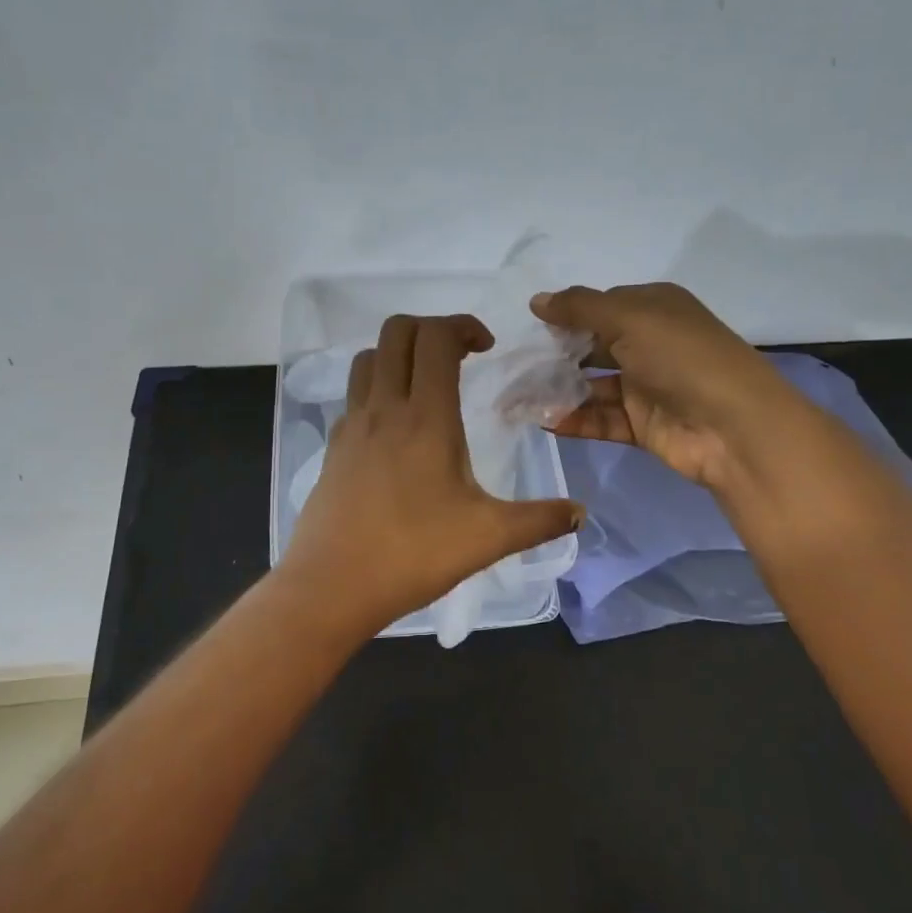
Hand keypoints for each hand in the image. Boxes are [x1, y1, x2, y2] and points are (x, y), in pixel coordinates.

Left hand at [278, 314, 584, 630]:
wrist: (331, 587)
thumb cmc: (412, 554)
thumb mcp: (488, 538)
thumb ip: (539, 520)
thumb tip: (580, 513)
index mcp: (425, 418)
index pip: (436, 337)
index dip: (463, 325)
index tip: (487, 348)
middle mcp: (384, 408)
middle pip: (396, 331)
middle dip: (431, 328)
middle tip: (460, 358)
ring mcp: (352, 426)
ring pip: (368, 358)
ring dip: (399, 354)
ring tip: (426, 385)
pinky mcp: (333, 448)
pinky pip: (354, 396)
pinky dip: (377, 390)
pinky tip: (397, 431)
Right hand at [530, 283, 796, 488]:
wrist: (733, 426)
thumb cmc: (681, 357)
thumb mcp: (629, 317)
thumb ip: (579, 308)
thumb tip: (536, 300)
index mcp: (653, 308)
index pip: (600, 306)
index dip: (566, 314)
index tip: (527, 328)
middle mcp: (650, 343)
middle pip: (593, 346)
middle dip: (556, 355)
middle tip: (514, 366)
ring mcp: (646, 386)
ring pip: (592, 385)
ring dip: (559, 391)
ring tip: (517, 398)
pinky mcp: (642, 424)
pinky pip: (600, 418)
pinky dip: (574, 419)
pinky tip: (543, 421)